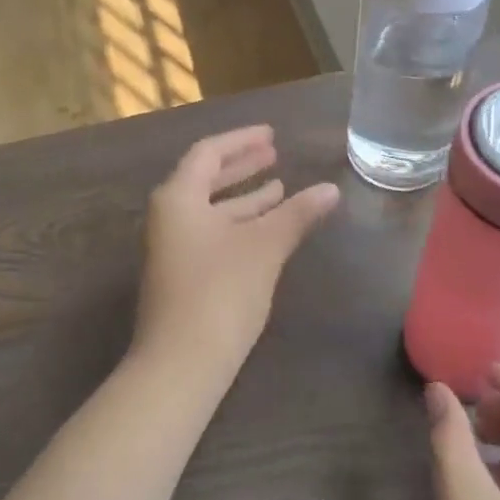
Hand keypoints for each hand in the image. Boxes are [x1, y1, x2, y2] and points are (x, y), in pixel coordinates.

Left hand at [131, 126, 338, 386]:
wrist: (181, 363)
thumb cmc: (220, 292)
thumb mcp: (264, 247)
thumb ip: (296, 214)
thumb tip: (331, 189)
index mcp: (178, 197)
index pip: (209, 153)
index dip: (242, 140)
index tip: (272, 135)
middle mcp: (169, 216)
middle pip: (206, 179)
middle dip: (242, 166)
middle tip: (275, 154)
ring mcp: (173, 248)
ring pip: (212, 210)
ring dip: (245, 198)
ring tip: (281, 188)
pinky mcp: (182, 275)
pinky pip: (212, 234)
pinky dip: (239, 225)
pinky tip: (267, 231)